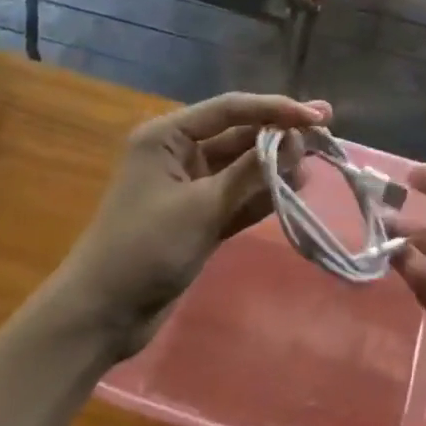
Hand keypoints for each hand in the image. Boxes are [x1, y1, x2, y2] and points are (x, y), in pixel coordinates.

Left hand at [51, 92, 326, 359]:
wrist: (101, 316)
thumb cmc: (144, 248)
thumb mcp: (201, 206)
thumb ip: (249, 173)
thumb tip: (294, 142)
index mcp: (168, 136)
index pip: (231, 109)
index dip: (275, 109)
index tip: (317, 116)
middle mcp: (179, 152)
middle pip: (239, 134)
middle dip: (279, 135)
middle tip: (324, 134)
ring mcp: (190, 186)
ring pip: (241, 166)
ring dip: (274, 165)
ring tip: (314, 164)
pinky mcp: (198, 216)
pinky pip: (237, 195)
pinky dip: (262, 194)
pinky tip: (294, 190)